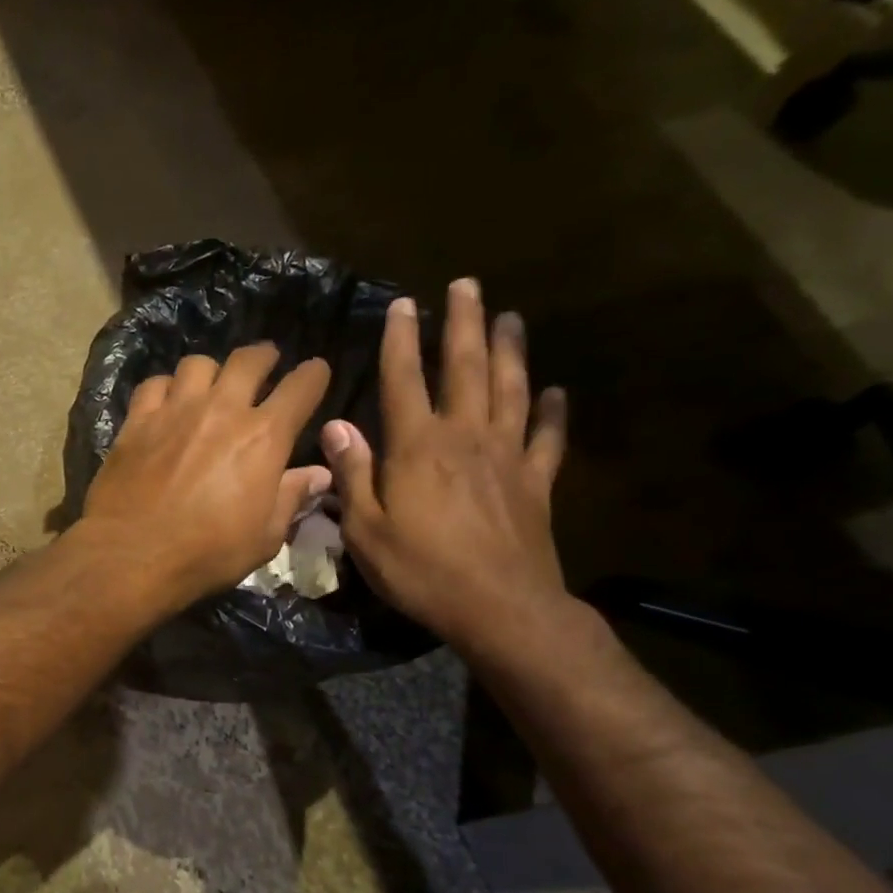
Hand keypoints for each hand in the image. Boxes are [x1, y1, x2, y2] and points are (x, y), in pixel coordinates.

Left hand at [79, 343, 332, 607]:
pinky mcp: (137, 421)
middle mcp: (222, 409)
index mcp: (264, 437)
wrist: (132, 555)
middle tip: (265, 364)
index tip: (316, 372)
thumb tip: (320, 474)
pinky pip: (154, 384)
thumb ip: (292, 498)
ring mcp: (175, 410)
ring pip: (199, 364)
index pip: (301, 387)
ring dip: (212, 371)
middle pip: (249, 360)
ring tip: (210, 385)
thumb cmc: (207, 553)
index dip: (314, 375)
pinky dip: (165, 387)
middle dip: (264, 356)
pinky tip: (165, 402)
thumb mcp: (264, 538)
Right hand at [323, 280, 570, 654]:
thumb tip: (336, 426)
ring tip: (510, 316)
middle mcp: (465, 437)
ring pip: (511, 389)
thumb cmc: (421, 570)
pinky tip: (557, 391)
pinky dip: (553, 412)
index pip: (403, 380)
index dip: (400, 340)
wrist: (500, 607)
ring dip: (509, 350)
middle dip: (463, 324)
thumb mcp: (365, 530)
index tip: (403, 304)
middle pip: (465, 368)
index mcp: (417, 447)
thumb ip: (353, 474)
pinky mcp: (536, 482)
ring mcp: (507, 456)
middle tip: (467, 285)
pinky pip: (548, 437)